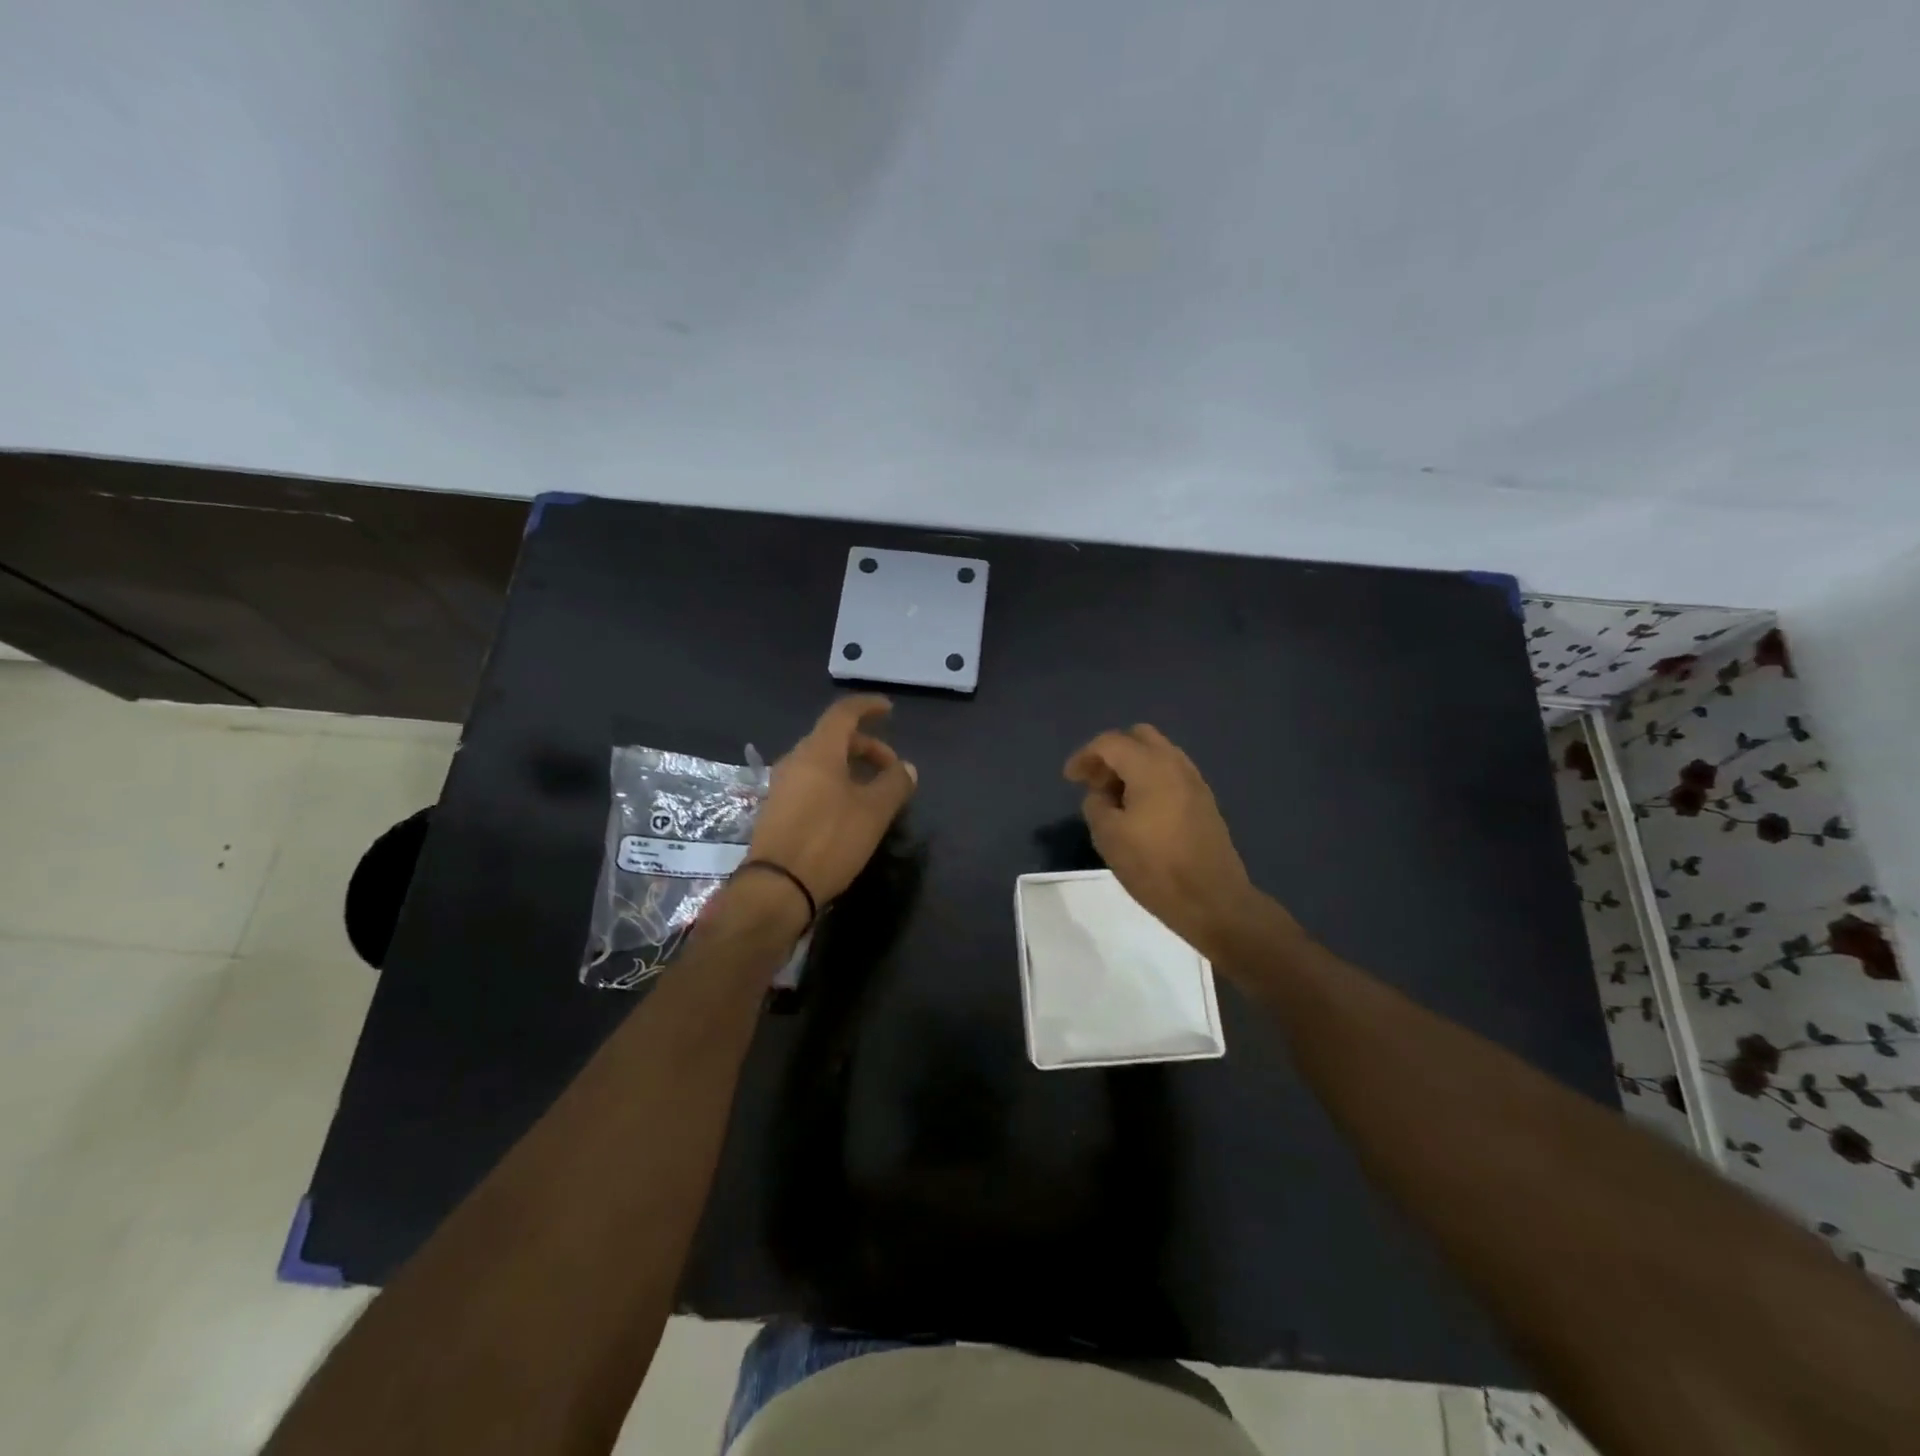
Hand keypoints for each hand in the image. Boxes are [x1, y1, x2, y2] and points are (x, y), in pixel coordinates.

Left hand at [746, 696, 917, 911]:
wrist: (777, 887)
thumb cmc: (829, 840)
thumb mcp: (873, 812)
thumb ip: (894, 783)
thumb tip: (907, 768)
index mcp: (818, 751)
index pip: (843, 713)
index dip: (867, 706)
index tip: (888, 710)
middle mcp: (796, 760)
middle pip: (833, 738)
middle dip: (866, 746)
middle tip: (891, 768)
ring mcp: (782, 785)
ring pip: (822, 762)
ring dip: (851, 767)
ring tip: (874, 792)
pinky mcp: (777, 809)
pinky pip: (811, 782)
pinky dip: (835, 783)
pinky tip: (849, 810)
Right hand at [1064, 724, 1266, 957]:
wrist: (1212, 900)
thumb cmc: (1155, 867)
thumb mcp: (1108, 836)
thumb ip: (1096, 804)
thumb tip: (1102, 795)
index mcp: (1150, 767)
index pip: (1110, 742)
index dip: (1084, 756)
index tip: (1070, 779)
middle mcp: (1175, 764)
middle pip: (1138, 737)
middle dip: (1112, 754)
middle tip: (1095, 783)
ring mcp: (1195, 781)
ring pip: (1158, 754)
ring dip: (1132, 766)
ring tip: (1115, 799)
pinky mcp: (1204, 801)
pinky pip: (1171, 774)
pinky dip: (1150, 779)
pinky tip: (1140, 810)